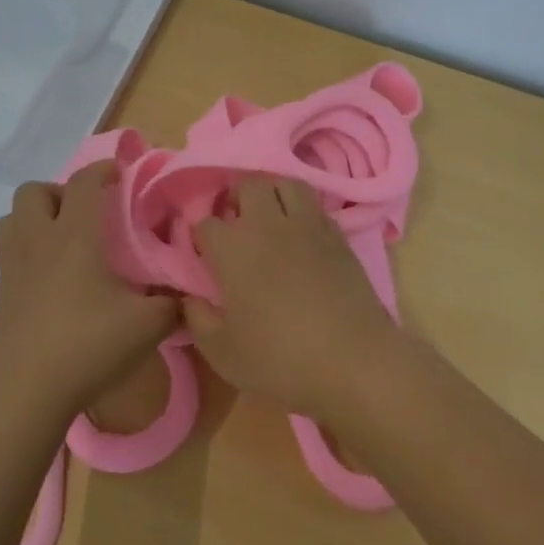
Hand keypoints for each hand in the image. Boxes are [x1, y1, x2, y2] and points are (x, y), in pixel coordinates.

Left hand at [0, 162, 178, 418]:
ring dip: (35, 218)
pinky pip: (8, 255)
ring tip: (61, 239)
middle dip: (59, 192)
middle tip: (85, 213)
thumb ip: (172, 304)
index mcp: (74, 236)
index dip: (102, 170)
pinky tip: (49, 279)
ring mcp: (13, 268)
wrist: (26, 392)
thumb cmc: (88, 346)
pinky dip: (26, 252)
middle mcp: (38, 241)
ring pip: (11, 219)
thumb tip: (187, 295)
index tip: (119, 174)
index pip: (83, 183)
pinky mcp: (0, 296)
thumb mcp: (147, 325)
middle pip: (34, 191)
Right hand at [185, 177, 397, 419]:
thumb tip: (190, 298)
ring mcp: (307, 225)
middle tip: (236, 224)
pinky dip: (303, 212)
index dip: (202, 236)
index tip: (205, 255)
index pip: (207, 223)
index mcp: (233, 248)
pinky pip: (315, 206)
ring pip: (285, 183)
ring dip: (272, 194)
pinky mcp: (338, 235)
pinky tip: (302, 235)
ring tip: (270, 217)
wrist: (352, 361)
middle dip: (236, 198)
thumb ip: (198, 320)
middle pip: (247, 185)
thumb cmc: (279, 359)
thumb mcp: (222, 352)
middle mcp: (267, 224)